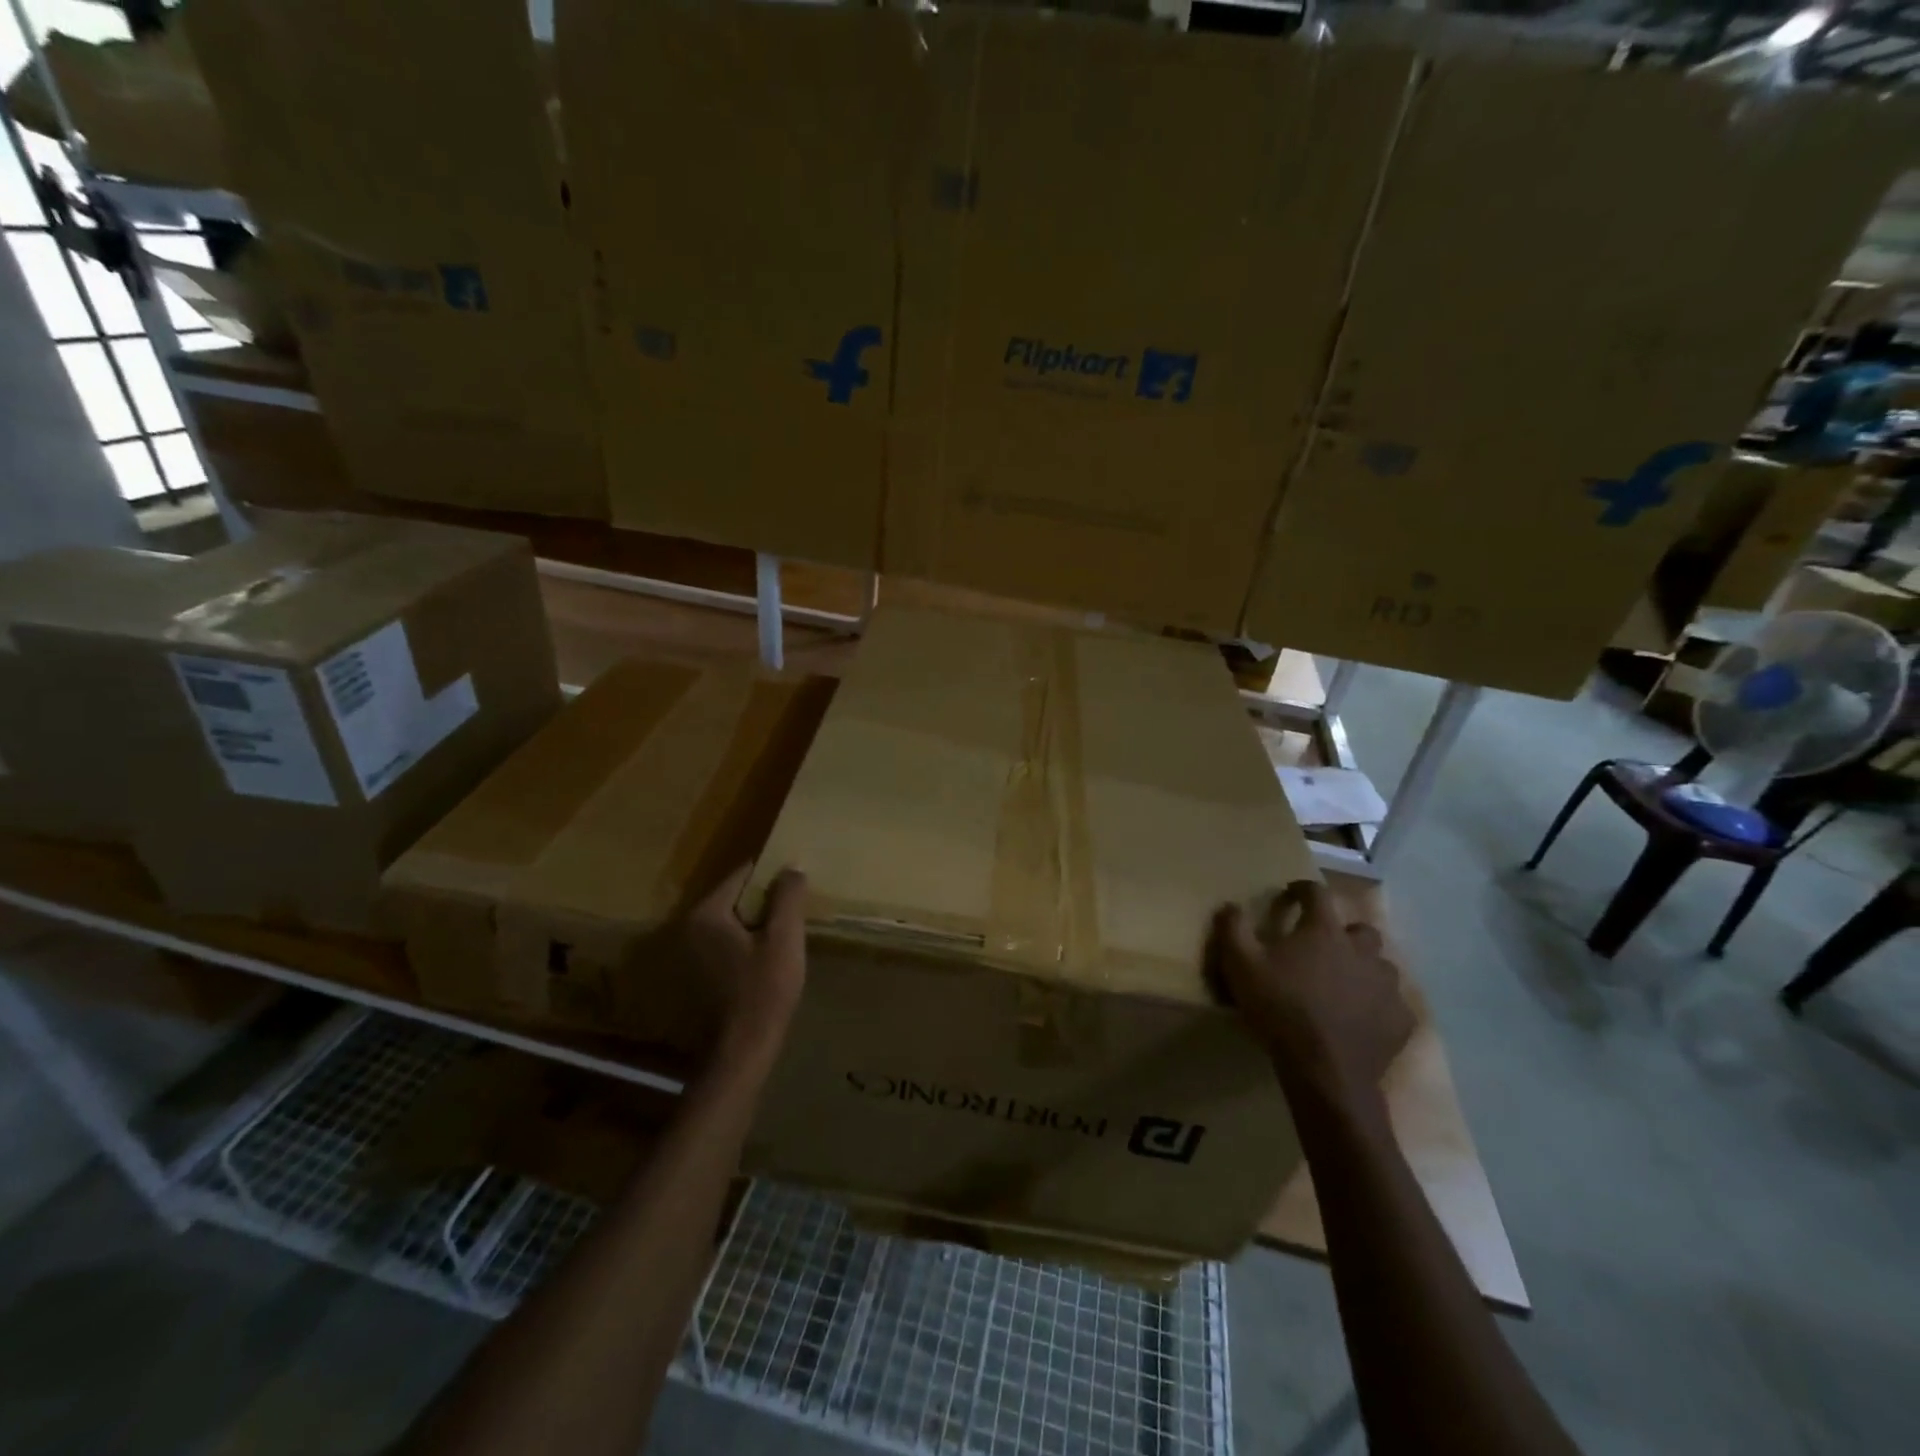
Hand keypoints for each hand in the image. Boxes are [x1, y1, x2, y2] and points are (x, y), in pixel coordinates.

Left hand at [683, 864, 807, 1065]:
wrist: (742, 1051)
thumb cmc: (764, 991)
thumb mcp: (784, 939)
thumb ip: (788, 897)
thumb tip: (792, 866)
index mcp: (707, 914)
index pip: (742, 875)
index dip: (772, 874)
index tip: (795, 880)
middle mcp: (689, 928)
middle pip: (734, 898)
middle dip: (764, 900)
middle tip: (794, 908)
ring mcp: (688, 954)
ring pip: (730, 922)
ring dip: (755, 923)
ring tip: (785, 931)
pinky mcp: (695, 974)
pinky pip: (724, 943)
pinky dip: (744, 942)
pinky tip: (766, 957)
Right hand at [1208, 880, 1413, 1110]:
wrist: (1325, 1071)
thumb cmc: (1280, 1008)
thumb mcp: (1240, 965)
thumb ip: (1233, 929)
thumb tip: (1229, 905)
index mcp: (1324, 932)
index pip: (1318, 894)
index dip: (1303, 889)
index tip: (1291, 894)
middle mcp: (1362, 951)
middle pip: (1360, 930)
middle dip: (1343, 933)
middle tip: (1322, 948)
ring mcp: (1386, 987)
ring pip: (1380, 966)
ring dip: (1363, 969)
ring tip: (1342, 985)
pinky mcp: (1399, 1021)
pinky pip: (1391, 1004)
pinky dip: (1376, 1005)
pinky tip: (1360, 1018)